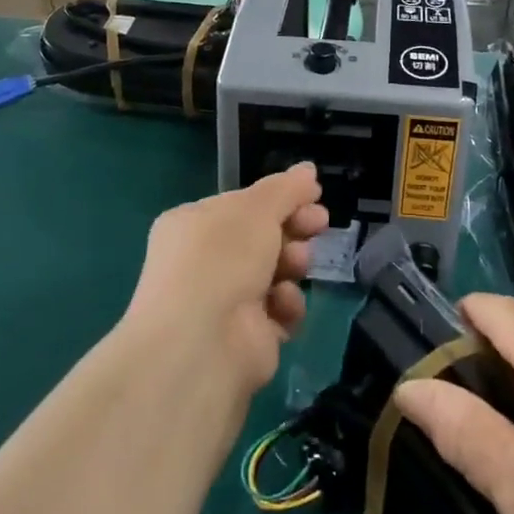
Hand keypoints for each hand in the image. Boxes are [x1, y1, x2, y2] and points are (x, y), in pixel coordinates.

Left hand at [126, 164, 328, 394]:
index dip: (280, 199)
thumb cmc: (222, 259)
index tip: (314, 196)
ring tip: (297, 265)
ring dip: (292, 265)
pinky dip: (287, 305)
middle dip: (293, 229)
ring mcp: (224, 302)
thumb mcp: (256, 209)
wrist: (203, 344)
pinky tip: (284, 303)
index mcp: (194, 225)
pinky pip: (278, 310)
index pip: (243, 205)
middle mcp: (204, 262)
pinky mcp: (246, 337)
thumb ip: (286, 189)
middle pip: (262, 238)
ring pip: (275, 272)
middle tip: (319, 224)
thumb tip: (308, 169)